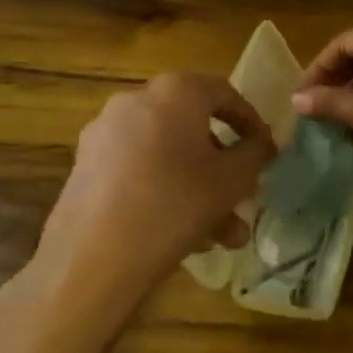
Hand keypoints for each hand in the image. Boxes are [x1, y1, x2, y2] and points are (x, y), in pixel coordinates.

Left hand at [0, 73, 274, 352]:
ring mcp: (105, 132)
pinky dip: (166, 189)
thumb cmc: (174, 206)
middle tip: (243, 198)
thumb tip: (266, 142)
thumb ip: (256, 154)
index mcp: (175, 92)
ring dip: (199, 187)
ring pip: (168, 153)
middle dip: (224, 166)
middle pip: (195, 127)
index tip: (266, 152)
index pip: (225, 93)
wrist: (91, 261)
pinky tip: (184, 235)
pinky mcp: (86, 165)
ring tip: (222, 235)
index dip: (251, 122)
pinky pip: (140, 168)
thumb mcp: (232, 180)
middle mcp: (136, 100)